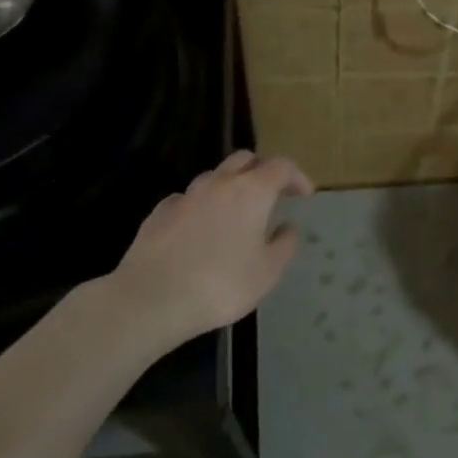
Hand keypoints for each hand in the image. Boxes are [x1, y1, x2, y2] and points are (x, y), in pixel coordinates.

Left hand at [111, 150, 314, 340]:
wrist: (152, 299)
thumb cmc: (222, 285)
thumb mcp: (268, 272)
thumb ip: (284, 245)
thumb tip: (287, 228)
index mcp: (251, 192)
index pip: (281, 166)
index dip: (297, 177)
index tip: (304, 194)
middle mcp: (218, 183)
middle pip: (245, 159)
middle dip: (262, 171)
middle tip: (272, 194)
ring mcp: (185, 195)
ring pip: (214, 177)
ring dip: (231, 187)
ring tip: (236, 214)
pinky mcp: (159, 212)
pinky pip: (188, 199)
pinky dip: (202, 206)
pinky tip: (201, 229)